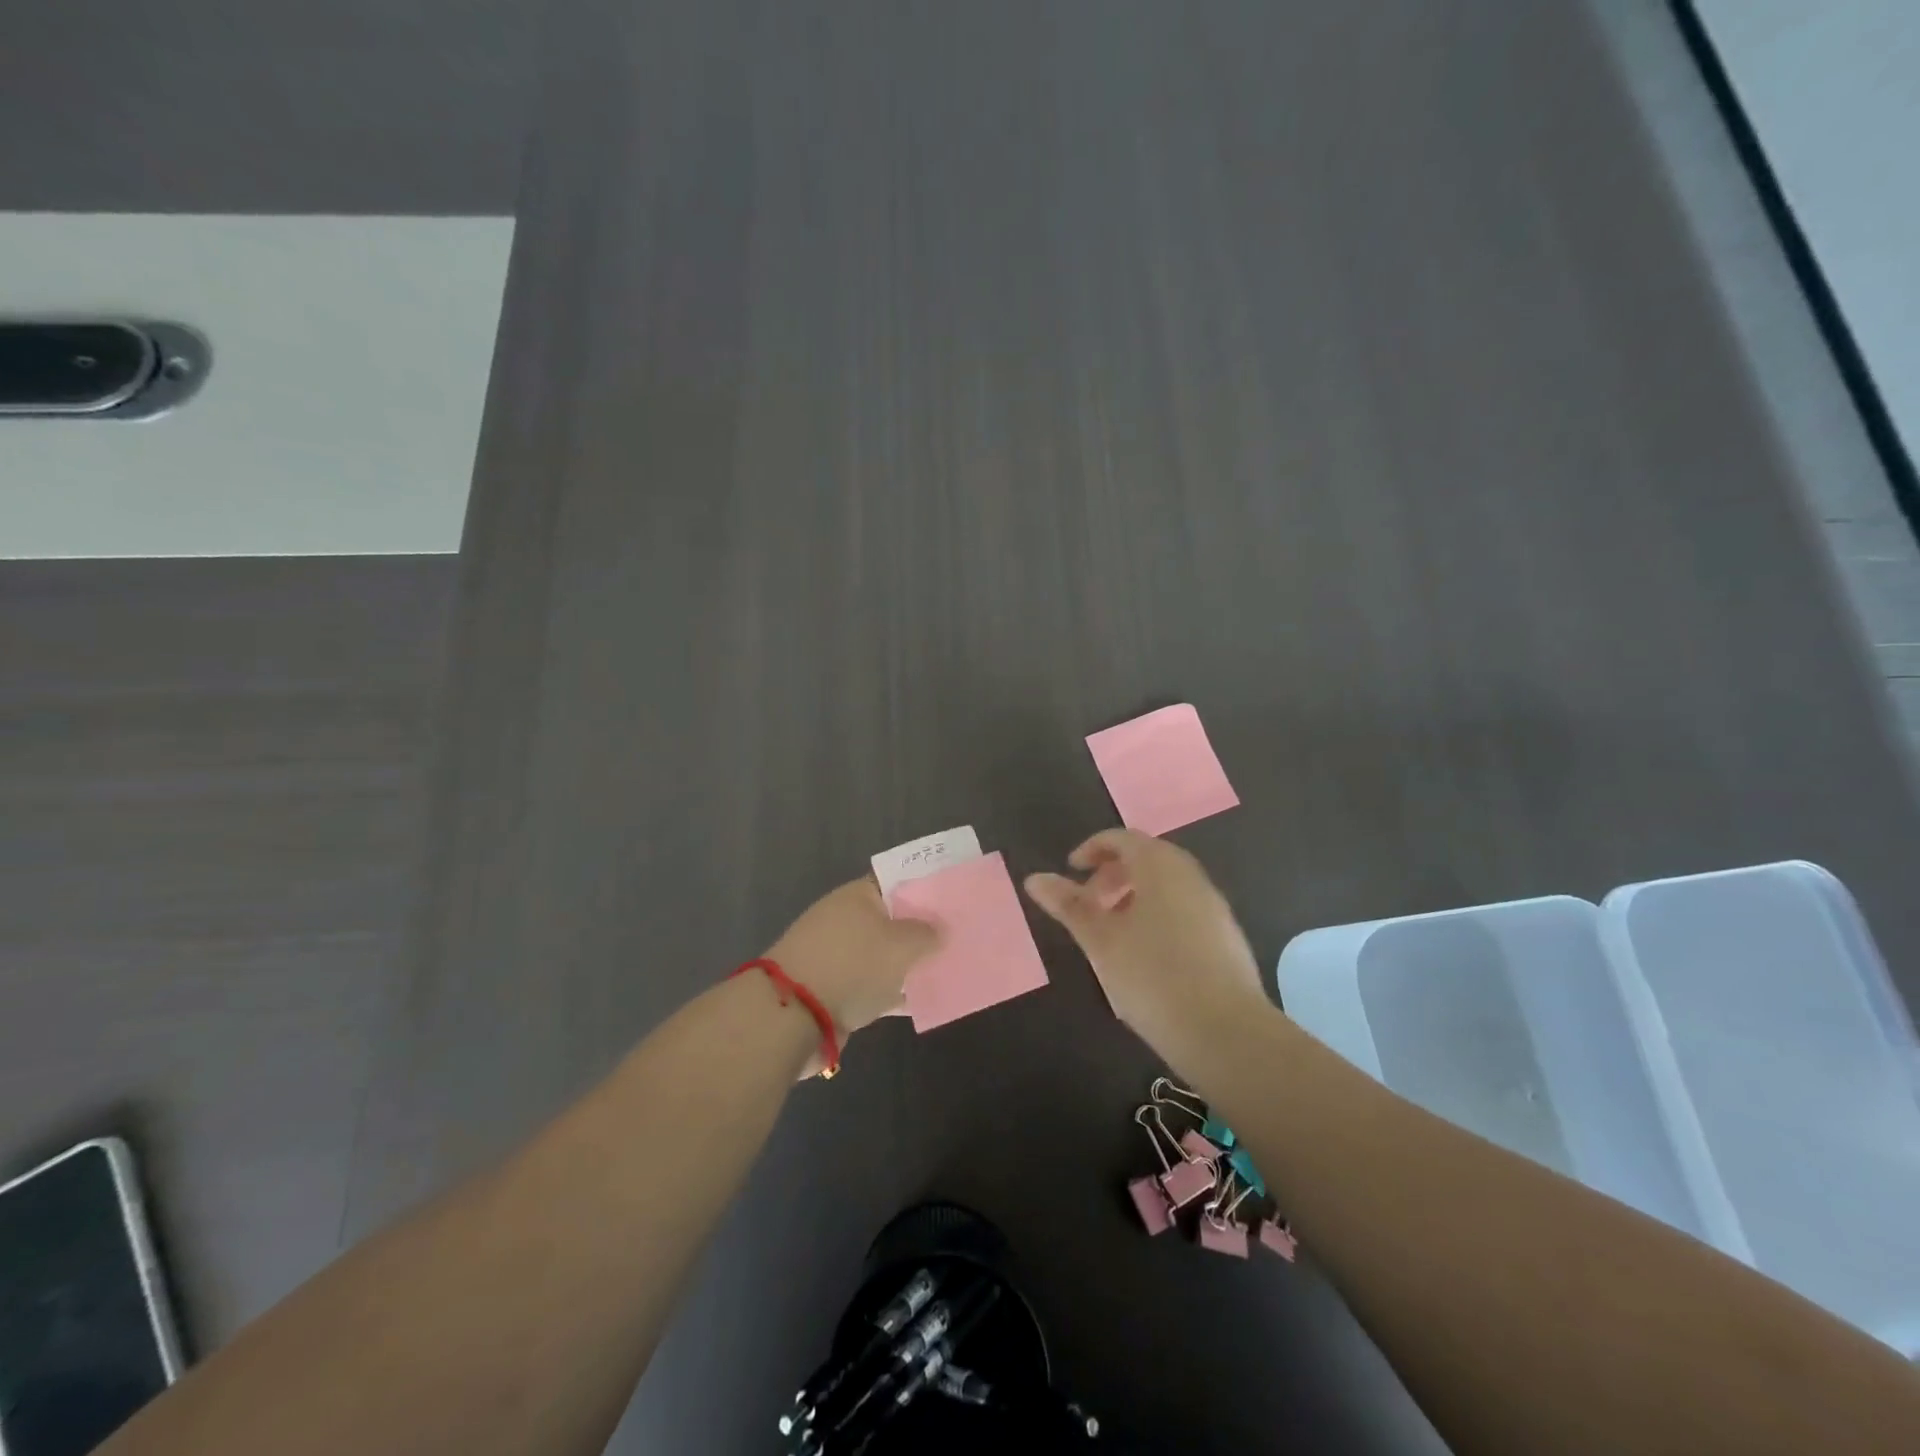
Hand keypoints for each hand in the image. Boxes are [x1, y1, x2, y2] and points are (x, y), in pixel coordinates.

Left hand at [765, 878, 940, 1042]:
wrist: (792, 1016)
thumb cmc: (851, 965)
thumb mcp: (901, 945)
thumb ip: (926, 934)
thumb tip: (939, 930)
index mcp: (859, 896)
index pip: (898, 881)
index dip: (927, 887)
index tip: (955, 898)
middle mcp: (846, 919)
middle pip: (893, 919)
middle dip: (923, 929)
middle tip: (961, 935)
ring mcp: (838, 955)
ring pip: (885, 955)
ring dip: (910, 963)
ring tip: (950, 968)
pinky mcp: (835, 990)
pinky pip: (875, 985)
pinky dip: (895, 991)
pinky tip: (923, 999)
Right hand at [1023, 829, 1264, 1040]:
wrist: (1224, 1032)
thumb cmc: (1152, 976)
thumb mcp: (1100, 940)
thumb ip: (1069, 905)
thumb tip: (1034, 878)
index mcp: (1160, 866)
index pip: (1123, 838)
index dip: (1092, 849)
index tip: (1072, 870)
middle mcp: (1191, 876)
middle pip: (1147, 858)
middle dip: (1113, 874)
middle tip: (1089, 903)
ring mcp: (1214, 906)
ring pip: (1167, 885)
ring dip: (1135, 896)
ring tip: (1113, 932)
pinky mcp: (1227, 936)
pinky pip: (1185, 909)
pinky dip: (1158, 915)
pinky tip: (1146, 955)